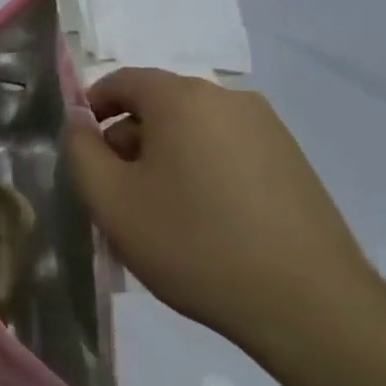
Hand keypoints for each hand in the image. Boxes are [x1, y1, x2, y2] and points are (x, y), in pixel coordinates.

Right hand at [65, 67, 379, 348]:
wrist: (307, 304)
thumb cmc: (192, 243)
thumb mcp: (111, 200)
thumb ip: (80, 150)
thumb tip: (78, 120)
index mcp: (181, 98)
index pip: (121, 81)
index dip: (91, 110)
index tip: (83, 153)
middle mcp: (228, 98)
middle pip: (159, 104)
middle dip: (129, 140)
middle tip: (118, 192)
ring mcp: (268, 128)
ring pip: (194, 129)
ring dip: (165, 158)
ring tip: (160, 212)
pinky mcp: (292, 161)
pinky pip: (227, 150)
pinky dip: (202, 170)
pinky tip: (204, 220)